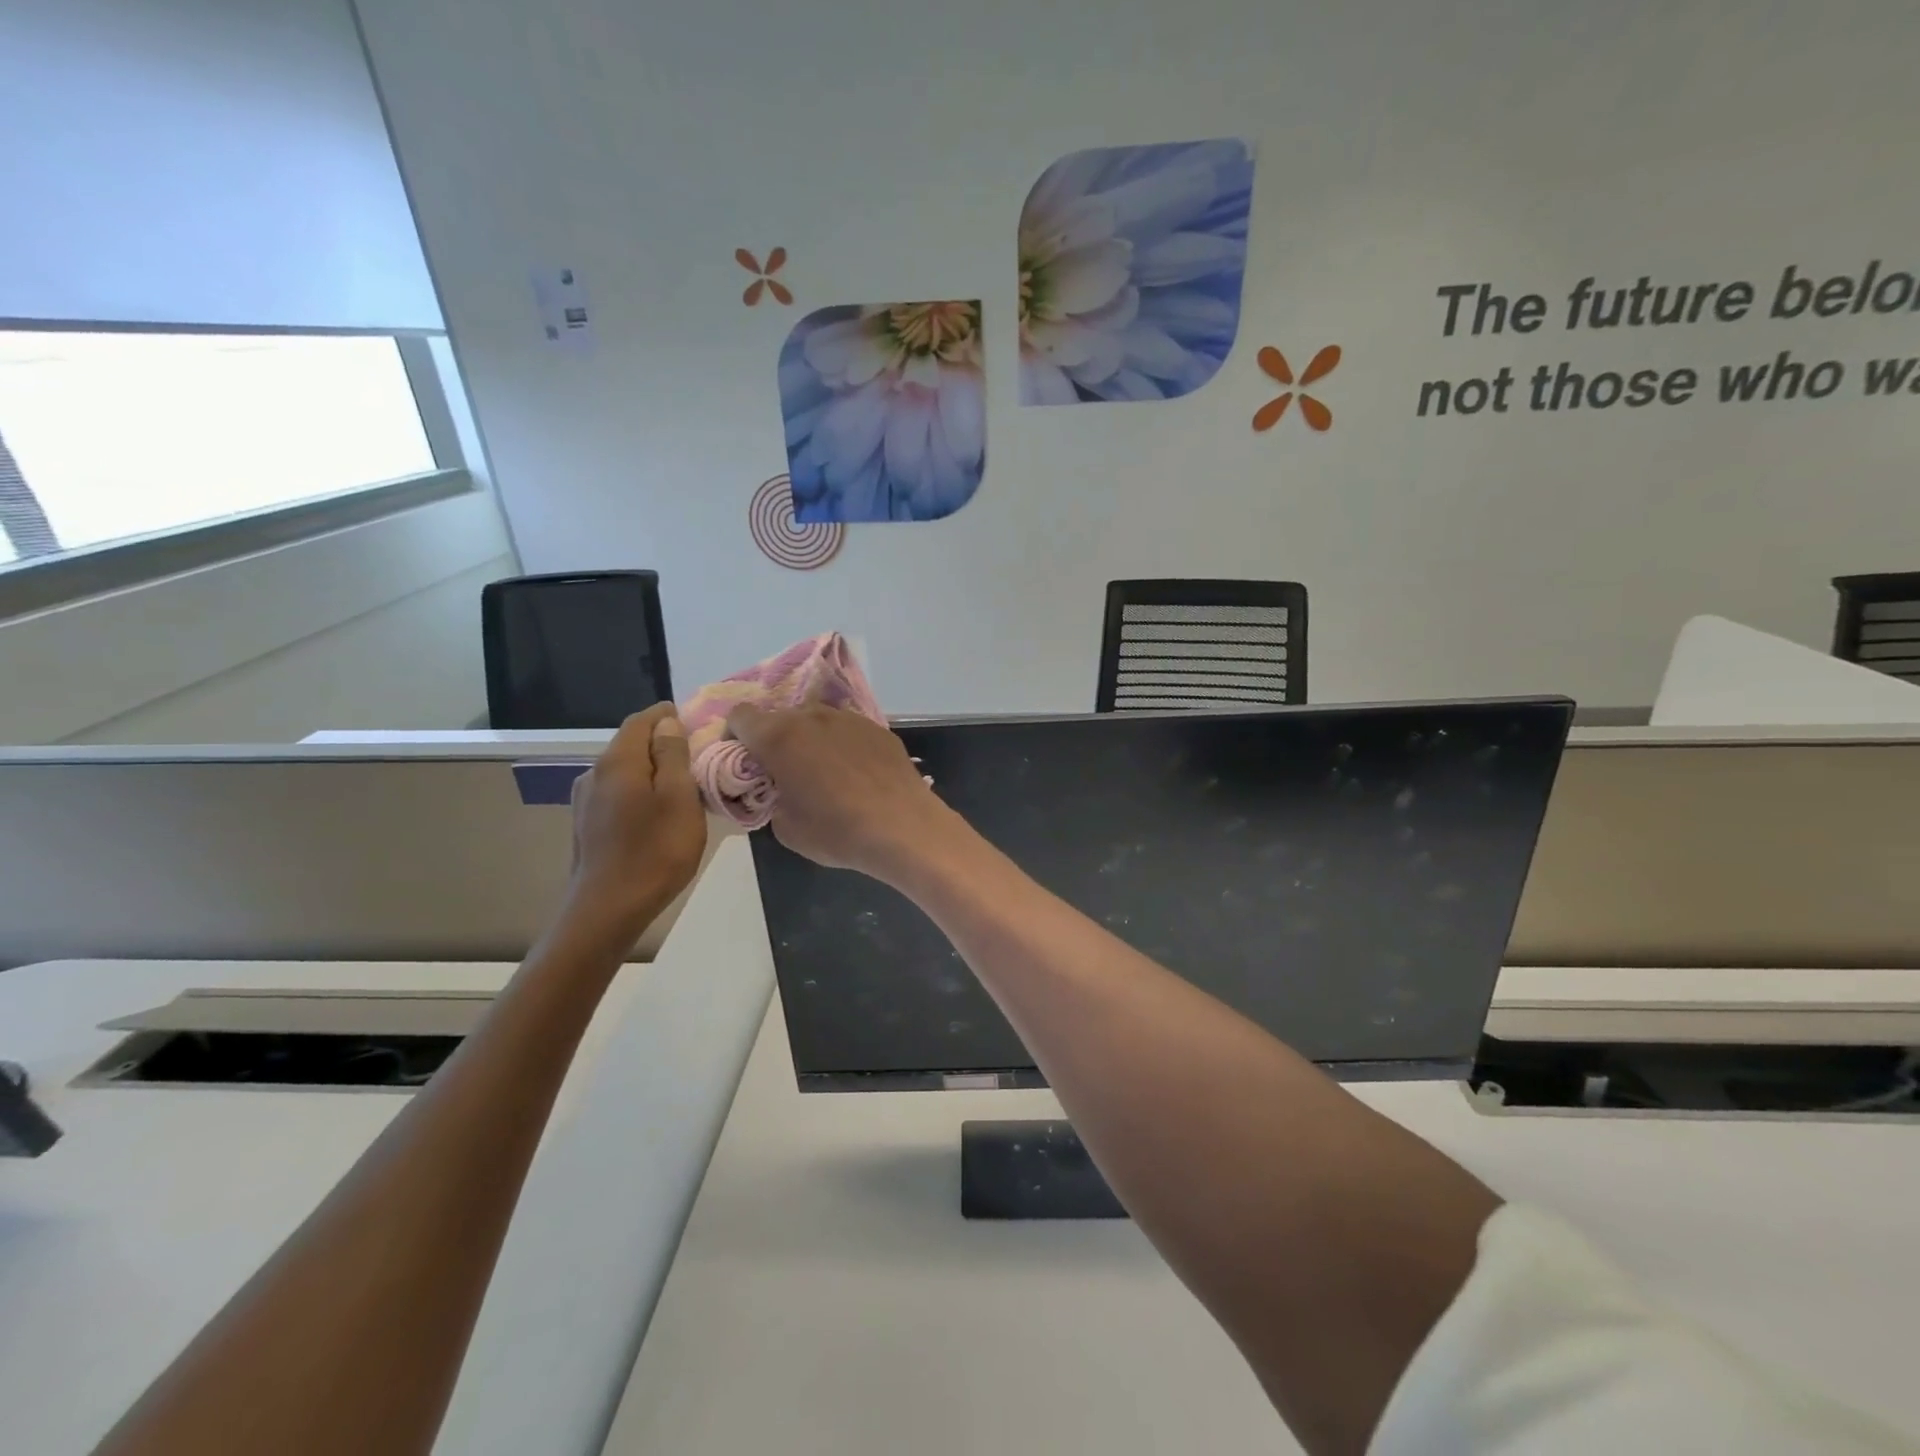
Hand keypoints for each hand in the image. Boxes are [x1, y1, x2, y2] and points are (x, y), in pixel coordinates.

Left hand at [566, 703, 706, 932]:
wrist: (607, 911)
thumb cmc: (654, 852)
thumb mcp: (679, 799)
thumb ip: (673, 756)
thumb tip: (667, 723)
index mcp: (618, 762)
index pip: (641, 721)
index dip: (667, 715)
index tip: (696, 722)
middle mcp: (594, 774)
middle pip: (631, 744)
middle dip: (662, 743)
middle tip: (698, 755)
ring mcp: (586, 801)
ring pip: (625, 771)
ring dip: (653, 770)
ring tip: (683, 786)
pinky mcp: (586, 825)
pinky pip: (618, 793)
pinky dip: (640, 791)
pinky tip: (657, 812)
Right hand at [727, 703, 957, 881]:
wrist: (903, 826)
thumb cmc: (837, 831)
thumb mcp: (786, 828)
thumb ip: (773, 798)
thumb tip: (781, 791)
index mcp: (779, 737)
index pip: (740, 716)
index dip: (736, 736)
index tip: (745, 761)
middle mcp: (811, 716)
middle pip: (780, 717)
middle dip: (775, 739)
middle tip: (784, 771)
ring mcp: (848, 718)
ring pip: (816, 719)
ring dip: (810, 739)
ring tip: (823, 771)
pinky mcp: (877, 728)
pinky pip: (847, 730)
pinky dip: (842, 744)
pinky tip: (856, 772)